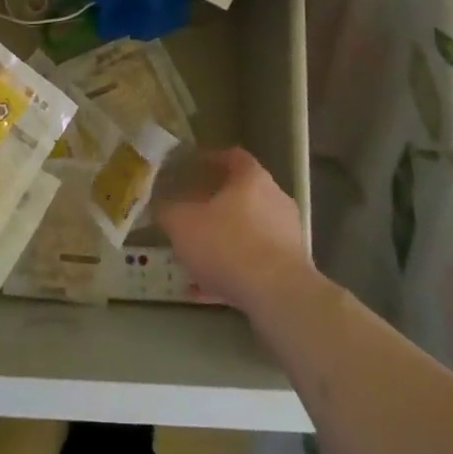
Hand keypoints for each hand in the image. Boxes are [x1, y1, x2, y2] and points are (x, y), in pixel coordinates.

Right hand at [155, 147, 315, 320]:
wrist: (277, 296)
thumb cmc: (227, 244)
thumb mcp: (182, 223)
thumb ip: (168, 210)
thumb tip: (162, 206)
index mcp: (252, 178)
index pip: (232, 156)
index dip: (210, 160)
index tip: (191, 169)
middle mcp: (275, 200)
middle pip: (241, 195)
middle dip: (214, 206)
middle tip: (189, 215)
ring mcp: (286, 236)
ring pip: (246, 233)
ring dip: (221, 243)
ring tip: (193, 259)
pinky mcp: (290, 270)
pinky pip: (253, 265)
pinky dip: (230, 272)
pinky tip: (204, 291)